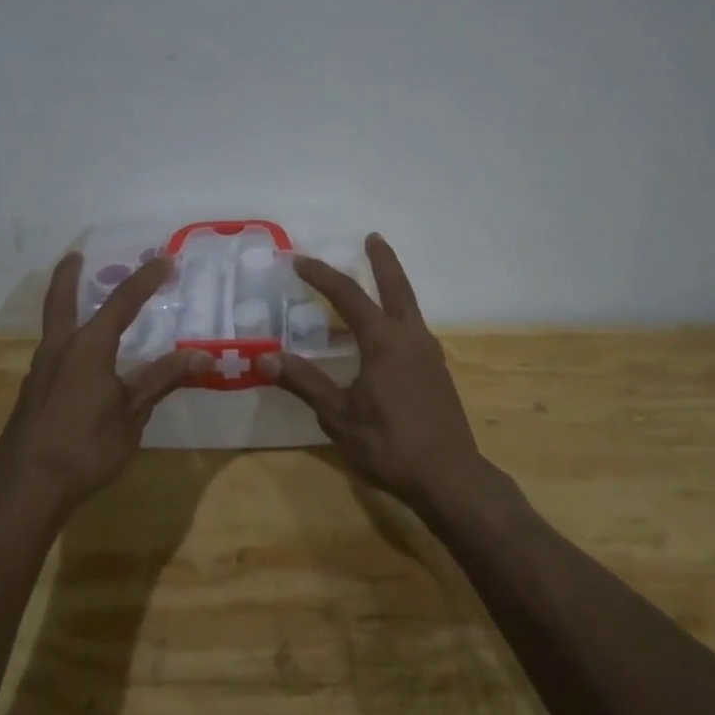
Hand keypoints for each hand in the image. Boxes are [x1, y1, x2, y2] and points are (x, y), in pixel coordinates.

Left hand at [0, 252, 206, 517]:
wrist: (27, 486)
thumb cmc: (86, 447)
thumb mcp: (133, 414)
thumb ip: (163, 379)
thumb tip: (203, 355)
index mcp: (89, 347)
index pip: (122, 302)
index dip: (145, 279)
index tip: (165, 259)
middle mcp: (60, 349)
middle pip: (61, 300)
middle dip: (69, 275)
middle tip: (76, 255)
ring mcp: (41, 371)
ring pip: (54, 326)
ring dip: (66, 307)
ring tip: (83, 304)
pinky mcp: (34, 392)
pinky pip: (54, 351)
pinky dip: (67, 339)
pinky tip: (80, 360)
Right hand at [261, 234, 485, 510]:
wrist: (449, 477)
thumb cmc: (388, 444)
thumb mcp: (338, 416)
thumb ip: (304, 382)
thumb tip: (265, 357)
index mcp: (384, 341)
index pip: (349, 296)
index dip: (322, 276)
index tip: (300, 260)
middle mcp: (411, 338)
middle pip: (397, 286)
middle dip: (382, 260)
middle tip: (372, 237)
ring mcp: (430, 354)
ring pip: (409, 308)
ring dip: (392, 289)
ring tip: (373, 284)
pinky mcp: (437, 373)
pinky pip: (413, 332)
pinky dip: (396, 319)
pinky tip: (383, 339)